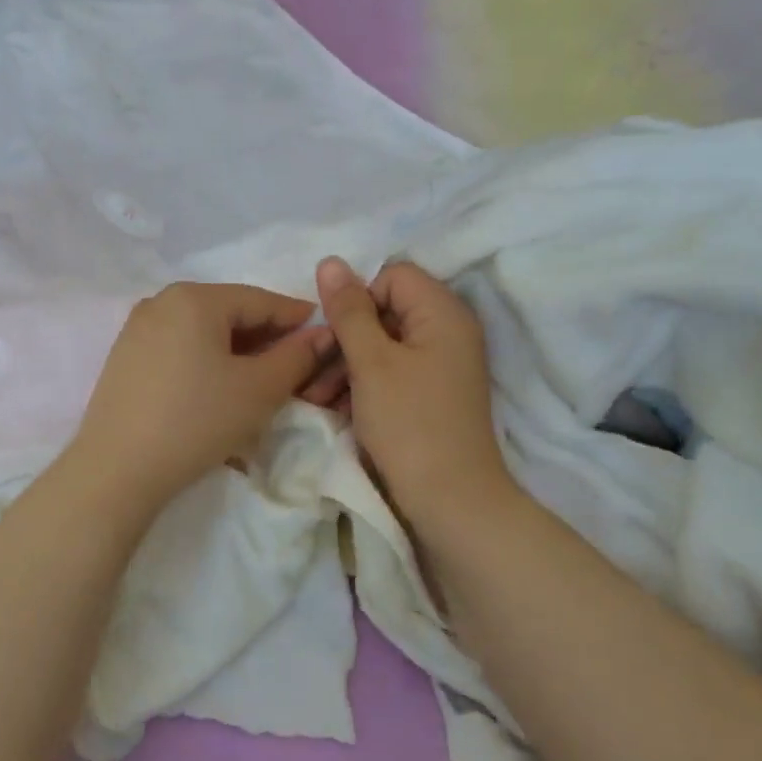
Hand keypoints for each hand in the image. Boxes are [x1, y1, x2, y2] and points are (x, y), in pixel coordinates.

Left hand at [67, 282, 333, 513]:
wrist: (118, 469)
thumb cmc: (197, 421)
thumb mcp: (259, 389)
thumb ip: (297, 356)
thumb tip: (322, 335)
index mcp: (194, 297)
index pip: (260, 300)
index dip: (297, 317)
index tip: (325, 333)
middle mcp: (161, 301)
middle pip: (228, 312)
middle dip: (265, 336)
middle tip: (295, 363)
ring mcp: (137, 329)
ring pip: (202, 332)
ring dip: (235, 350)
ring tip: (259, 379)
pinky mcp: (124, 358)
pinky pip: (178, 348)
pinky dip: (205, 360)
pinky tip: (217, 387)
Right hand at [313, 257, 513, 528]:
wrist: (449, 499)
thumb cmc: (410, 424)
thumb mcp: (371, 363)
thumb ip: (349, 311)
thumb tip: (331, 261)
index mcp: (442, 313)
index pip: (393, 276)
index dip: (357, 298)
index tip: (331, 333)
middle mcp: (448, 332)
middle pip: (385, 312)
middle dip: (344, 339)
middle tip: (311, 370)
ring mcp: (440, 367)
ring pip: (383, 347)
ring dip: (345, 367)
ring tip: (314, 398)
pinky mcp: (431, 396)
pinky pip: (391, 375)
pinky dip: (362, 387)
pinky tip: (334, 410)